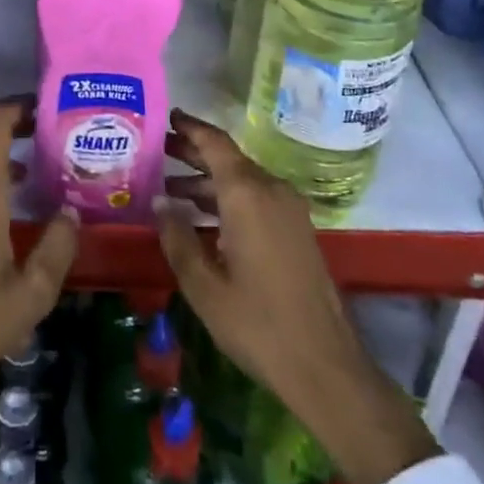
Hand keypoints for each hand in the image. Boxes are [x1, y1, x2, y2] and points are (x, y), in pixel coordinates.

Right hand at [157, 109, 439, 483]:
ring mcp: (289, 209)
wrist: (326, 366)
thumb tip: (159, 202)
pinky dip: (228, 198)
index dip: (189, 127)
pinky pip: (257, 198)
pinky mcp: (297, 229)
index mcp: (247, 195)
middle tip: (158, 150)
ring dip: (208, 180)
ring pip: (242, 179)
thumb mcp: (203, 285)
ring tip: (170, 189)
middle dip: (193, 152)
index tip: (165, 116)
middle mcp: (271, 190)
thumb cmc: (257, 324)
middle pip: (228, 158)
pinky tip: (203, 218)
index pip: (214, 143)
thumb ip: (177, 238)